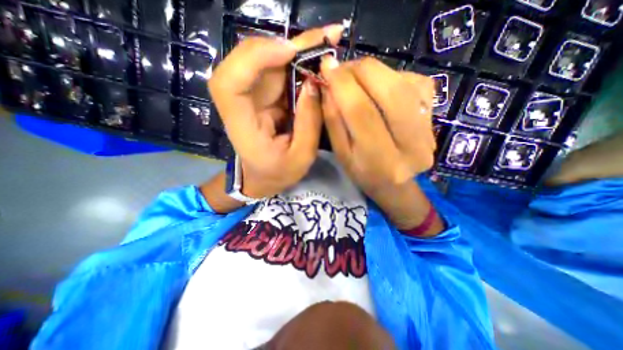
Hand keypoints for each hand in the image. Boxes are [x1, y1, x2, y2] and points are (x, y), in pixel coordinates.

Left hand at [209, 23, 344, 199]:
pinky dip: (297, 63)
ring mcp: (251, 98)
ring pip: (267, 63)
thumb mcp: (301, 157)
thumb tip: (315, 84)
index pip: (230, 83)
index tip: (288, 51)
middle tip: (327, 37)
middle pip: (252, 63)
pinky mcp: (262, 98)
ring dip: (297, 51)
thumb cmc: (278, 174)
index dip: (254, 59)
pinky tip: (316, 58)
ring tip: (327, 42)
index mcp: (243, 127)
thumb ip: (309, 124)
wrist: (262, 178)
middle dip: (289, 47)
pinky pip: (277, 73)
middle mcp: (241, 106)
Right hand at [319, 56, 434, 194]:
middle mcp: (411, 145)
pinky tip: (379, 87)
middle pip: (389, 91)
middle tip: (342, 70)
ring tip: (356, 77)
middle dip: (360, 70)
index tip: (326, 65)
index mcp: (381, 160)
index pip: (361, 112)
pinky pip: (414, 82)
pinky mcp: (435, 116)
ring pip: (403, 83)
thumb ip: (334, 120)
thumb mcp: (342, 153)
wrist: (396, 185)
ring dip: (375, 71)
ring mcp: (429, 129)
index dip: (342, 84)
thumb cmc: (363, 173)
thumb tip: (328, 85)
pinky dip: (391, 77)